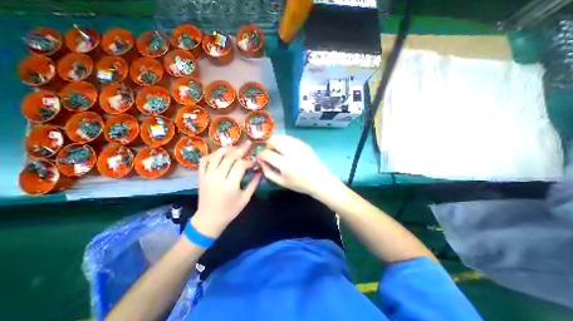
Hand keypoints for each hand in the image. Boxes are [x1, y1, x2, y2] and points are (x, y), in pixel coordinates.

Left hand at [193, 142, 261, 236]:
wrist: (208, 220)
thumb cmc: (230, 211)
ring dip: (226, 149)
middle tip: (248, 143)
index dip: (249, 161)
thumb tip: (260, 171)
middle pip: (229, 157)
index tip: (255, 162)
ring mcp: (207, 176)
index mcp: (230, 185)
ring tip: (235, 146)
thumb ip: (254, 183)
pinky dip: (211, 154)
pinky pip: (204, 161)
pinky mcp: (200, 177)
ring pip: (216, 156)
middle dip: (241, 149)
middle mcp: (217, 178)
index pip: (240, 165)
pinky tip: (219, 154)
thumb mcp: (245, 199)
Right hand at [257, 136, 335, 197]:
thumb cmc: (299, 184)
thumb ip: (268, 171)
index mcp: (285, 165)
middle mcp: (292, 152)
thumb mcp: (281, 182)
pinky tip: (286, 149)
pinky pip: (290, 138)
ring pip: (282, 137)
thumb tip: (260, 161)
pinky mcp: (304, 144)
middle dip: (268, 145)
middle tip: (269, 152)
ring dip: (276, 142)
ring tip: (277, 150)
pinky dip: (284, 141)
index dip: (261, 154)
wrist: (319, 180)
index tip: (261, 157)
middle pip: (274, 140)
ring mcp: (299, 146)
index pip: (267, 154)